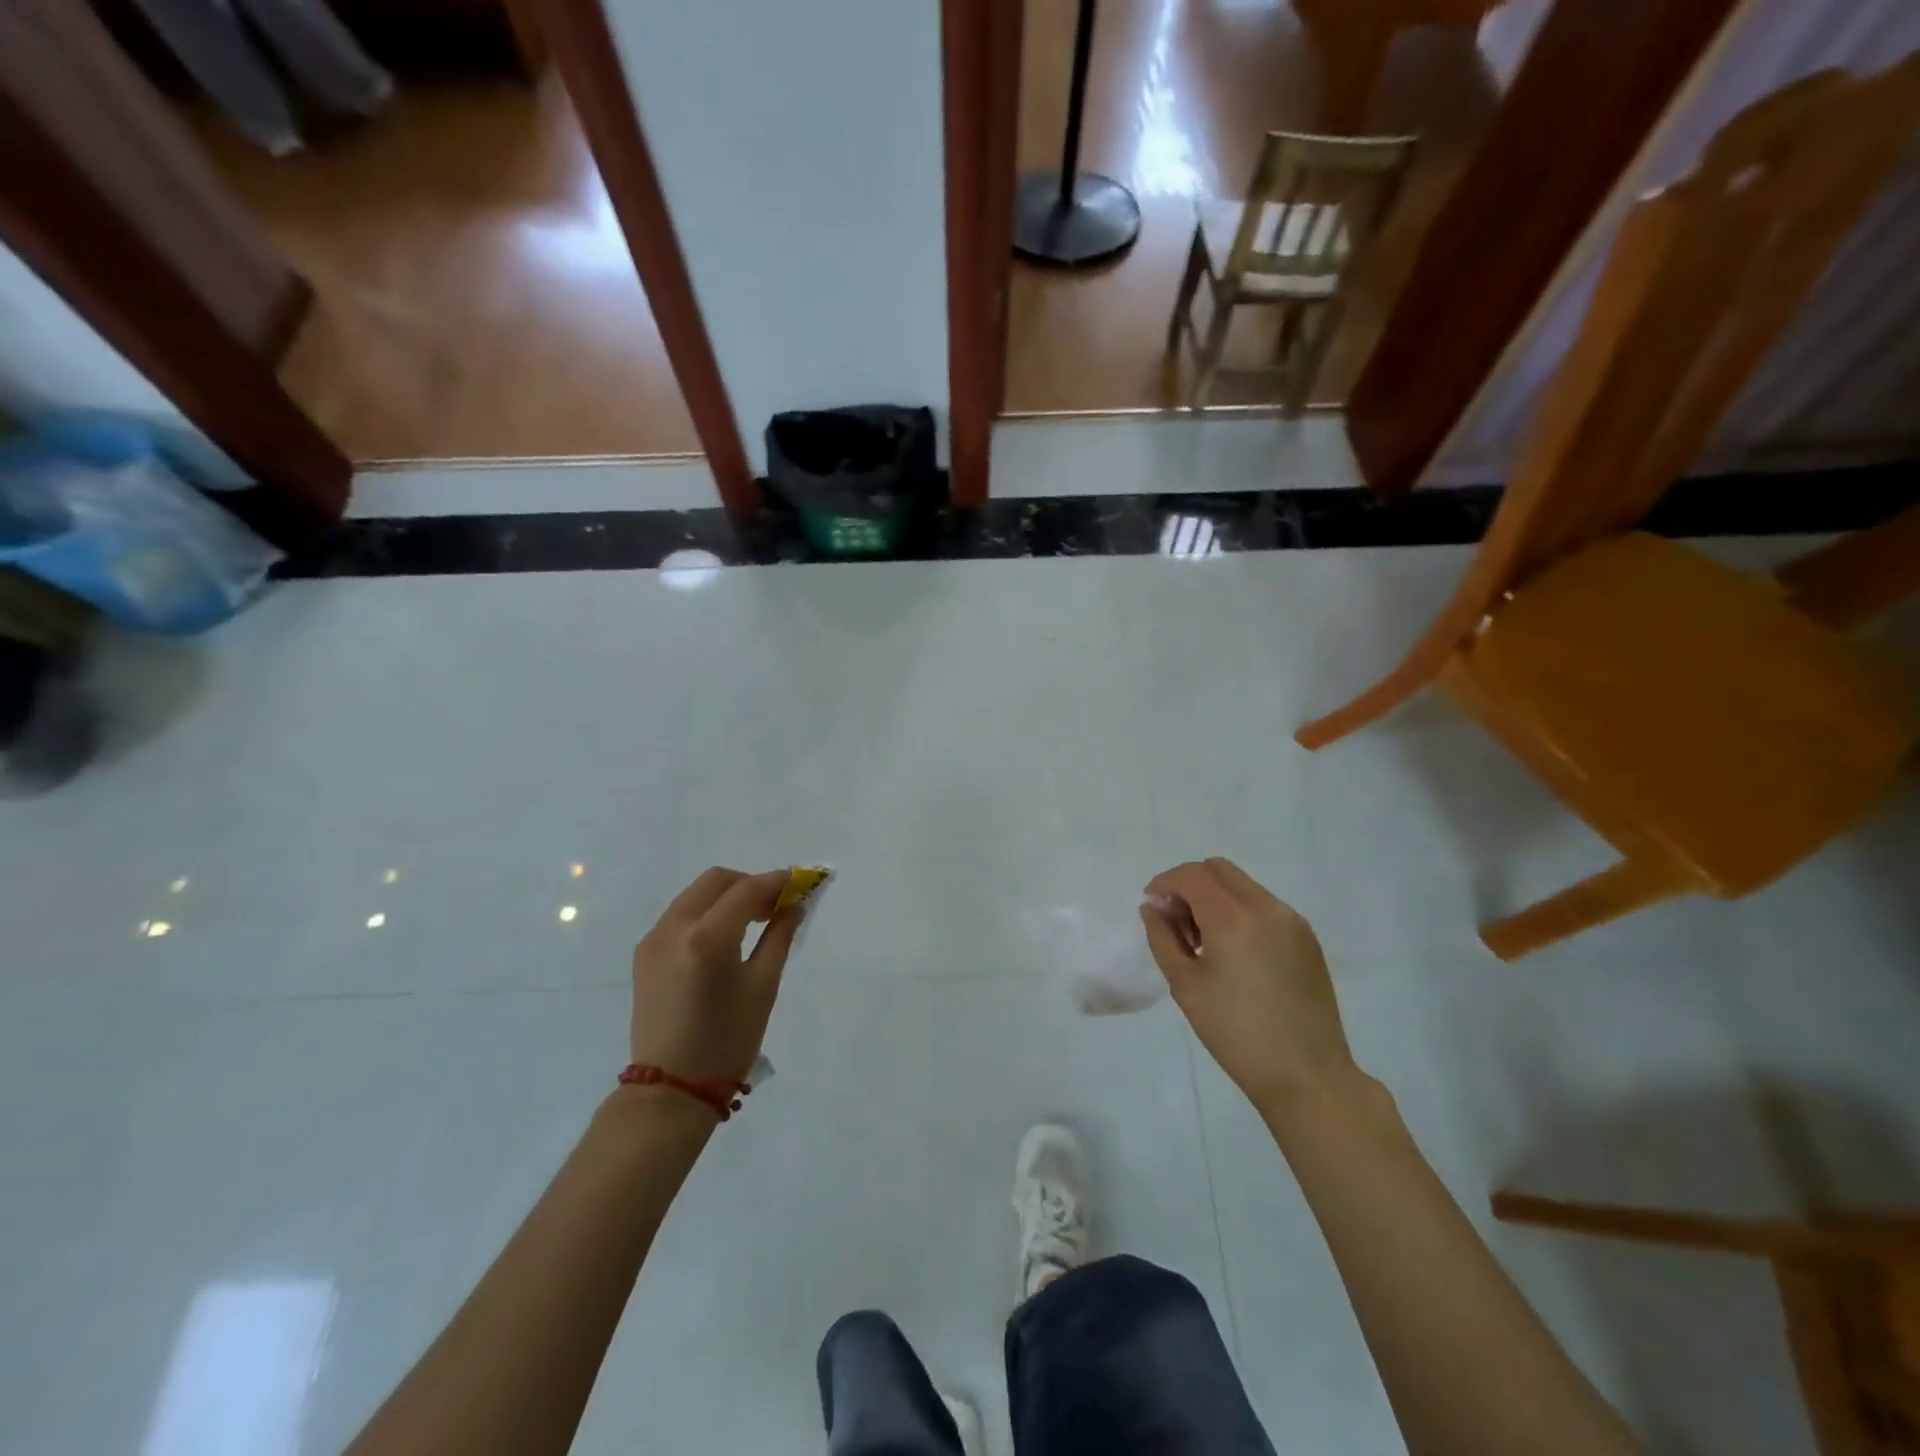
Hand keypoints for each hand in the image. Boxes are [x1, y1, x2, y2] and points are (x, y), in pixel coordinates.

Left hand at [629, 867, 803, 1084]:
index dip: (777, 881)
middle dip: (750, 884)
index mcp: (706, 939)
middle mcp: (673, 928)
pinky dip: (708, 912)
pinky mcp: (645, 953)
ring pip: (696, 894)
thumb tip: (795, 903)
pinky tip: (726, 937)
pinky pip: (681, 914)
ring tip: (755, 920)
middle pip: (716, 881)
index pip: (746, 890)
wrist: (671, 1090)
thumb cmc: (727, 1041)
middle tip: (777, 905)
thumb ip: (779, 936)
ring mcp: (653, 939)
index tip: (803, 881)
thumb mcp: (762, 986)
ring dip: (728, 896)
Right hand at [1140, 858, 1357, 1110]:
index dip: (1165, 883)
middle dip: (1189, 885)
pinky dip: (1239, 911)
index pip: (1192, 876)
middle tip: (1176, 921)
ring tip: (1203, 942)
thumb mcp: (1185, 985)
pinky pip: (1264, 906)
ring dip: (1215, 897)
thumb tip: (1153, 908)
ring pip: (1242, 886)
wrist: (1306, 1075)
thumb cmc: (1235, 1033)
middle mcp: (1266, 907)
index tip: (1151, 906)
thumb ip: (1162, 937)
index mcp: (1233, 918)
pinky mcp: (1307, 938)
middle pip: (1218, 870)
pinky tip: (1233, 952)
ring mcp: (1292, 920)